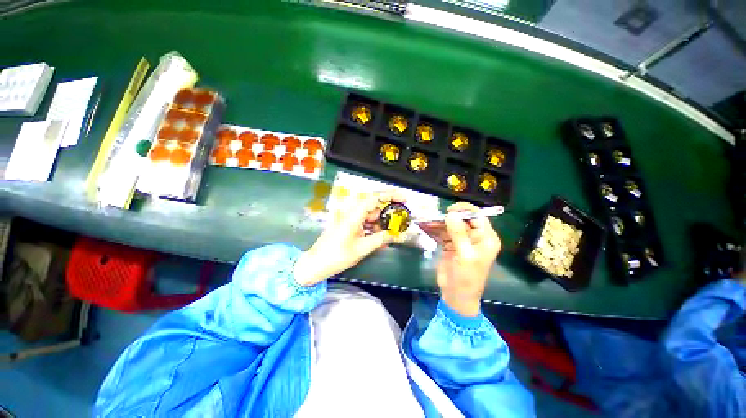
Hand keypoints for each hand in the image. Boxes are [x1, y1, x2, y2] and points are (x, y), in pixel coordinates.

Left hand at [293, 191, 404, 286]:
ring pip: (370, 215)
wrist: (316, 264)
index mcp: (353, 215)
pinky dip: (374, 228)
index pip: (374, 198)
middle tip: (400, 220)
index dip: (390, 195)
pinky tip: (381, 237)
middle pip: (373, 206)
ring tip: (392, 232)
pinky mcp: (348, 225)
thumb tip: (399, 235)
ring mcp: (349, 218)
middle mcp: (351, 212)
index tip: (404, 199)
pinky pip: (365, 222)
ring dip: (381, 222)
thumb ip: (381, 239)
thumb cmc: (337, 256)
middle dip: (388, 212)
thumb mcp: (362, 248)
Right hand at [434, 202, 500, 315]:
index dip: (464, 210)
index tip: (449, 210)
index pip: (478, 217)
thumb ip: (459, 234)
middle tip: (434, 216)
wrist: (456, 296)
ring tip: (427, 220)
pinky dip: (435, 230)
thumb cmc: (466, 278)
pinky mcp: (451, 245)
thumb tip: (451, 214)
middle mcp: (475, 237)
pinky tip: (426, 227)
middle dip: (449, 217)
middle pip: (462, 219)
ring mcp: (462, 240)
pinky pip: (443, 233)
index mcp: (486, 238)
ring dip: (439, 222)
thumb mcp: (465, 256)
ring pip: (451, 225)